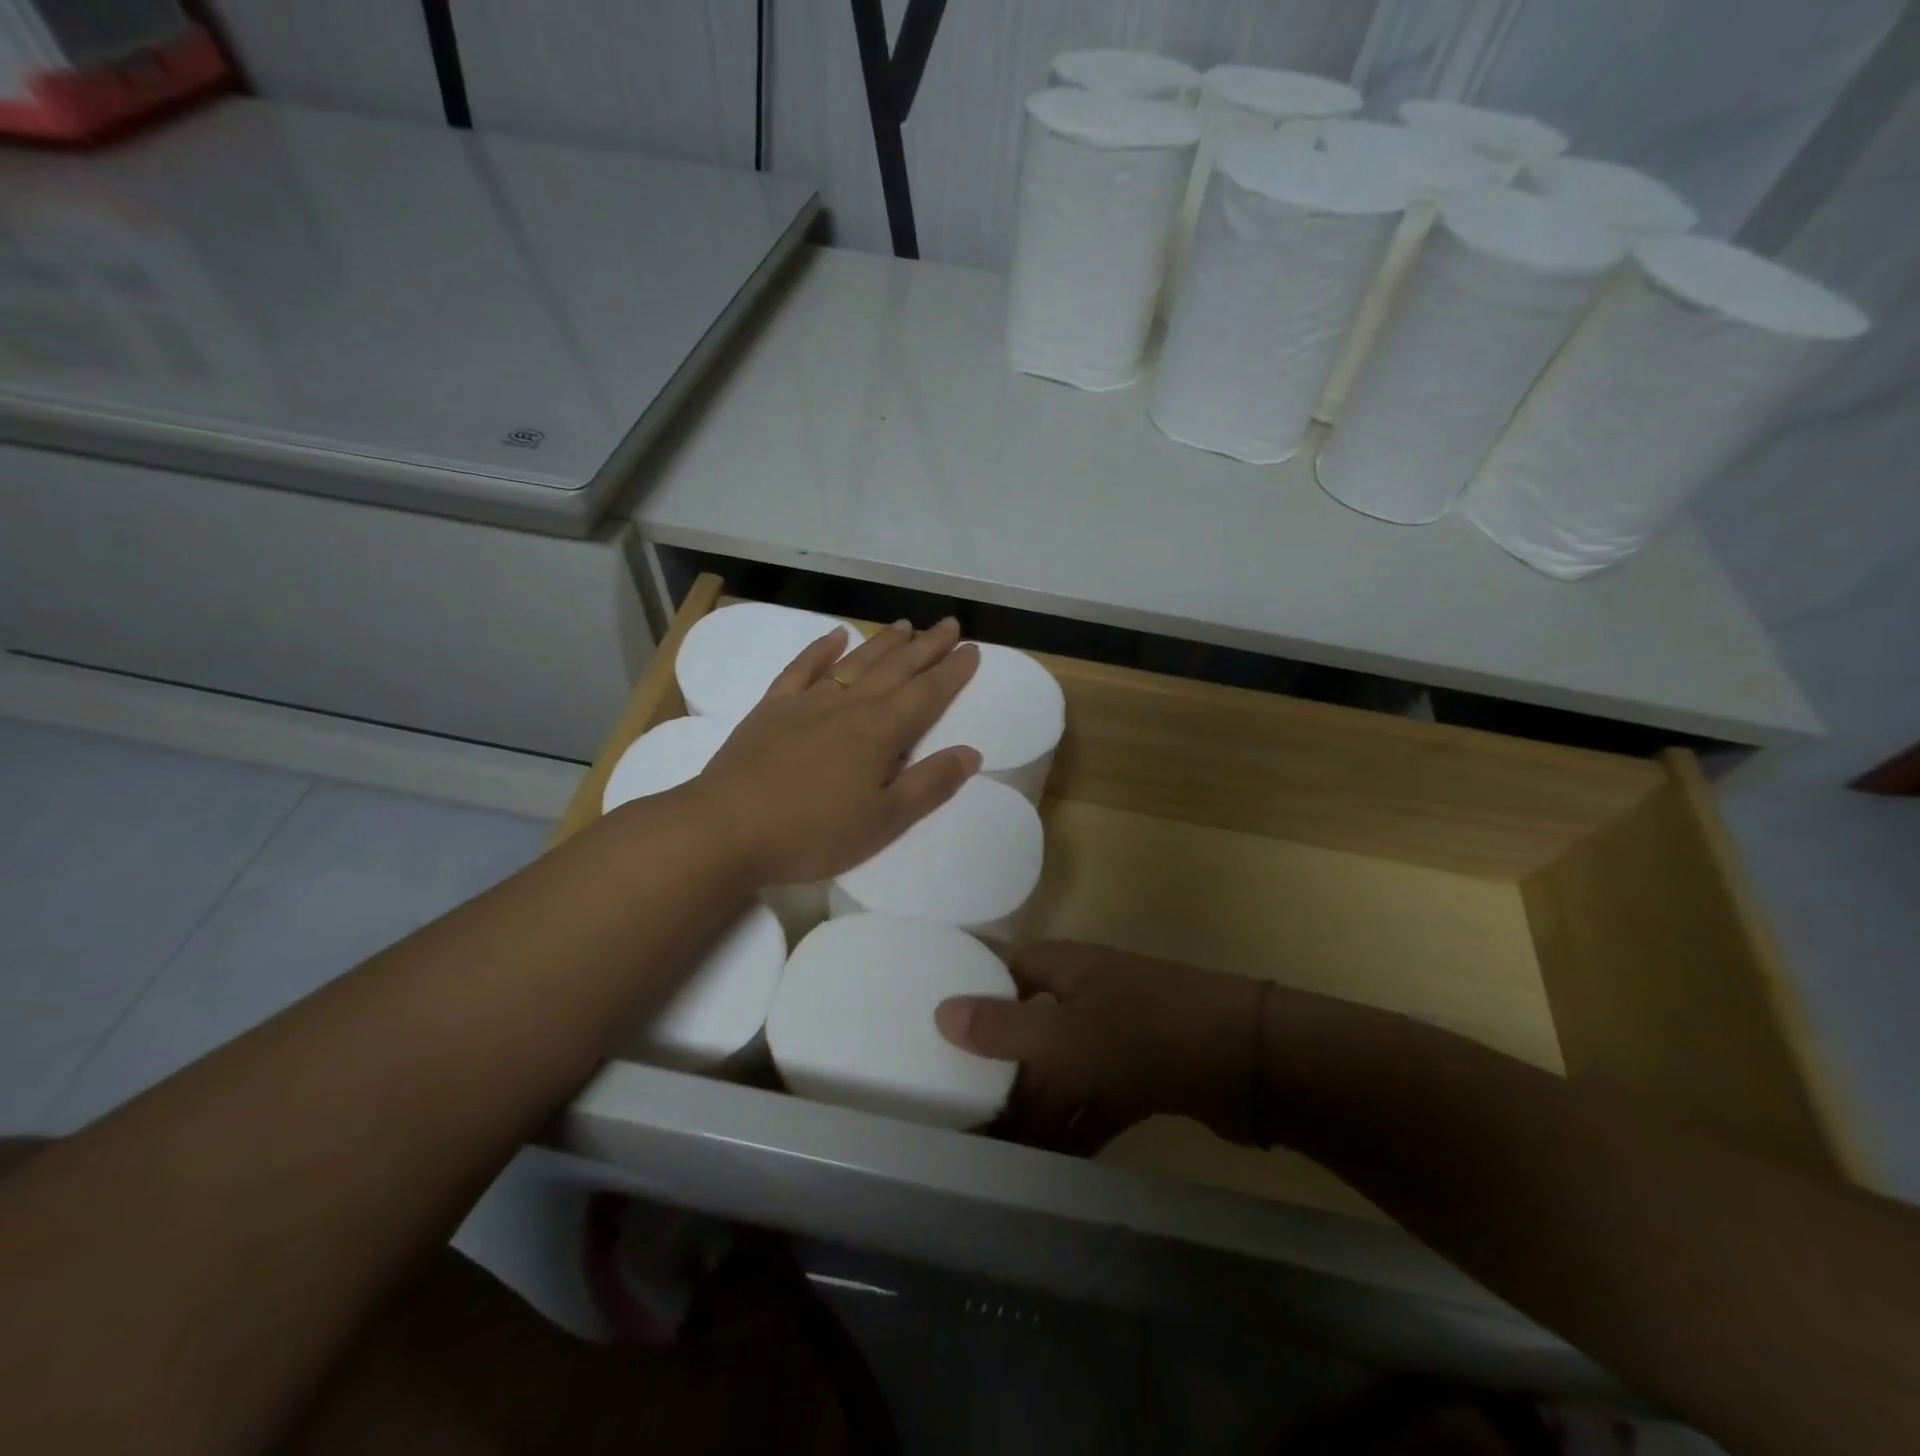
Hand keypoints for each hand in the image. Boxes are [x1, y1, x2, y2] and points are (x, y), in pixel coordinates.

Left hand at [691, 617, 981, 886]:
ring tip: (906, 625)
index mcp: (880, 732)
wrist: (726, 828)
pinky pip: (801, 669)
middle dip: (926, 647)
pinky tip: (835, 636)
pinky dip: (820, 649)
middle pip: (896, 669)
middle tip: (949, 625)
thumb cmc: (812, 833)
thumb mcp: (883, 821)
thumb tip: (971, 753)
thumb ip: (929, 785)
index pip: (927, 694)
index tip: (972, 649)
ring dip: (883, 643)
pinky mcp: (772, 708)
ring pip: (854, 663)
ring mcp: (807, 702)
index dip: (952, 672)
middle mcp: (848, 706)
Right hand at [934, 942, 1266, 1154]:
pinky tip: (1056, 1162)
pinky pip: (1100, 1098)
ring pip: (1066, 1068)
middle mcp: (1090, 995)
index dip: (979, 998)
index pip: (1009, 973)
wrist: (1250, 1061)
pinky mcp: (1148, 1073)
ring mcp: (1122, 1034)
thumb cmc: (1144, 1033)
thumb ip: (1002, 1030)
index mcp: (1068, 969)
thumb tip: (940, 1011)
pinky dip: (1079, 1125)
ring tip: (1001, 1153)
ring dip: (1040, 1107)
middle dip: (1005, 1071)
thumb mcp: (1065, 1035)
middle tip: (966, 1115)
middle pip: (1035, 1028)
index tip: (943, 1037)